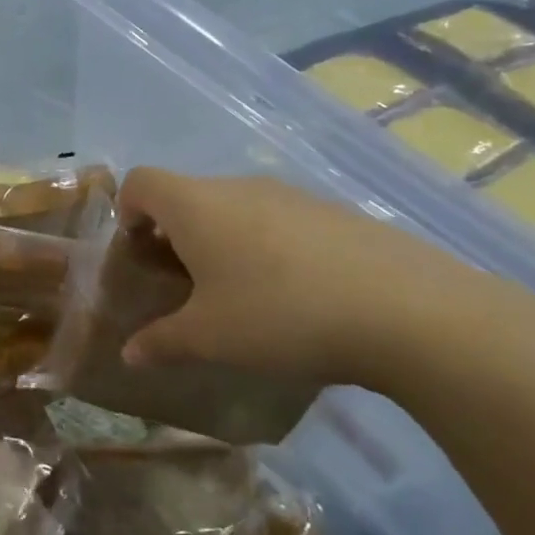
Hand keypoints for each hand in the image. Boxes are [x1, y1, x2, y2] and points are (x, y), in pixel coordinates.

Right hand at [116, 169, 480, 387]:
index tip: (139, 254)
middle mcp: (238, 188)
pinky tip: (295, 295)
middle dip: (174, 235)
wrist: (408, 311)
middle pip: (187, 195)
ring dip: (223, 242)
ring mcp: (292, 196)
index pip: (140, 181)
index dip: (127, 211)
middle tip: (185, 285)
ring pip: (236, 208)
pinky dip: (269, 247)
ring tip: (241, 294)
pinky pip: (280, 221)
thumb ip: (161, 342)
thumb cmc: (279, 314)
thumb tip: (129, 354)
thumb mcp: (209, 338)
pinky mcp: (336, 213)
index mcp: (195, 205)